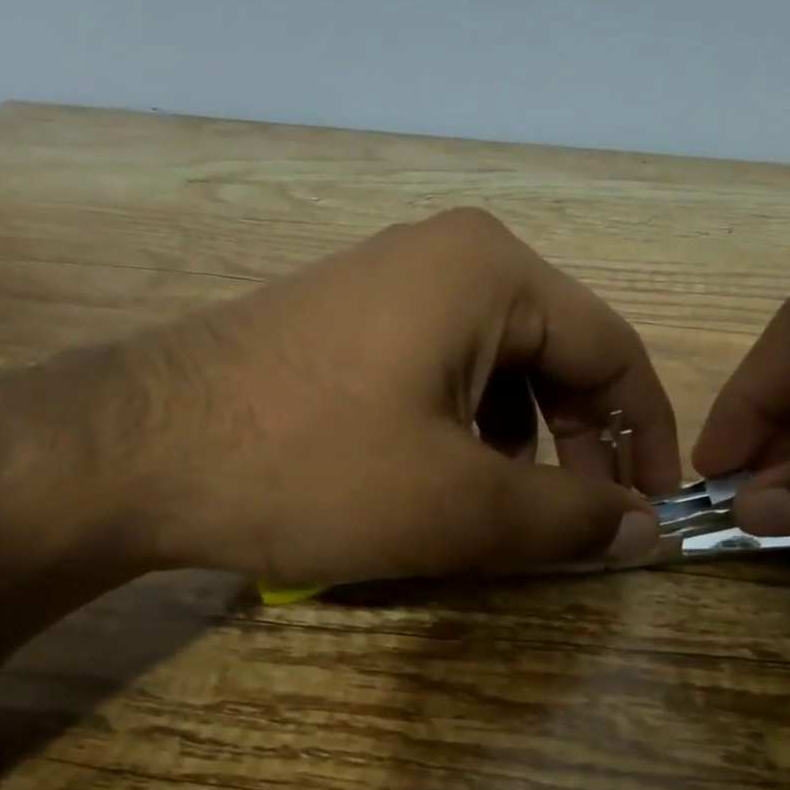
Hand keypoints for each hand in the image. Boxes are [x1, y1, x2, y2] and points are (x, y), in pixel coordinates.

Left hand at [136, 208, 679, 585]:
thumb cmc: (314, 469)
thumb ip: (570, 517)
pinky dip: (466, 430)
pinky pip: (443, 373)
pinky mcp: (348, 323)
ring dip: (523, 443)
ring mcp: (390, 285)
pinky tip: (441, 478)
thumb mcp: (461, 506)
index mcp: (493, 273)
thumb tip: (646, 531)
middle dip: (582, 444)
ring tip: (506, 508)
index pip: (615, 352)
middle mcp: (449, 258)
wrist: (134, 452)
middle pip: (558, 357)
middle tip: (582, 522)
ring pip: (500, 369)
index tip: (656, 511)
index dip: (649, 437)